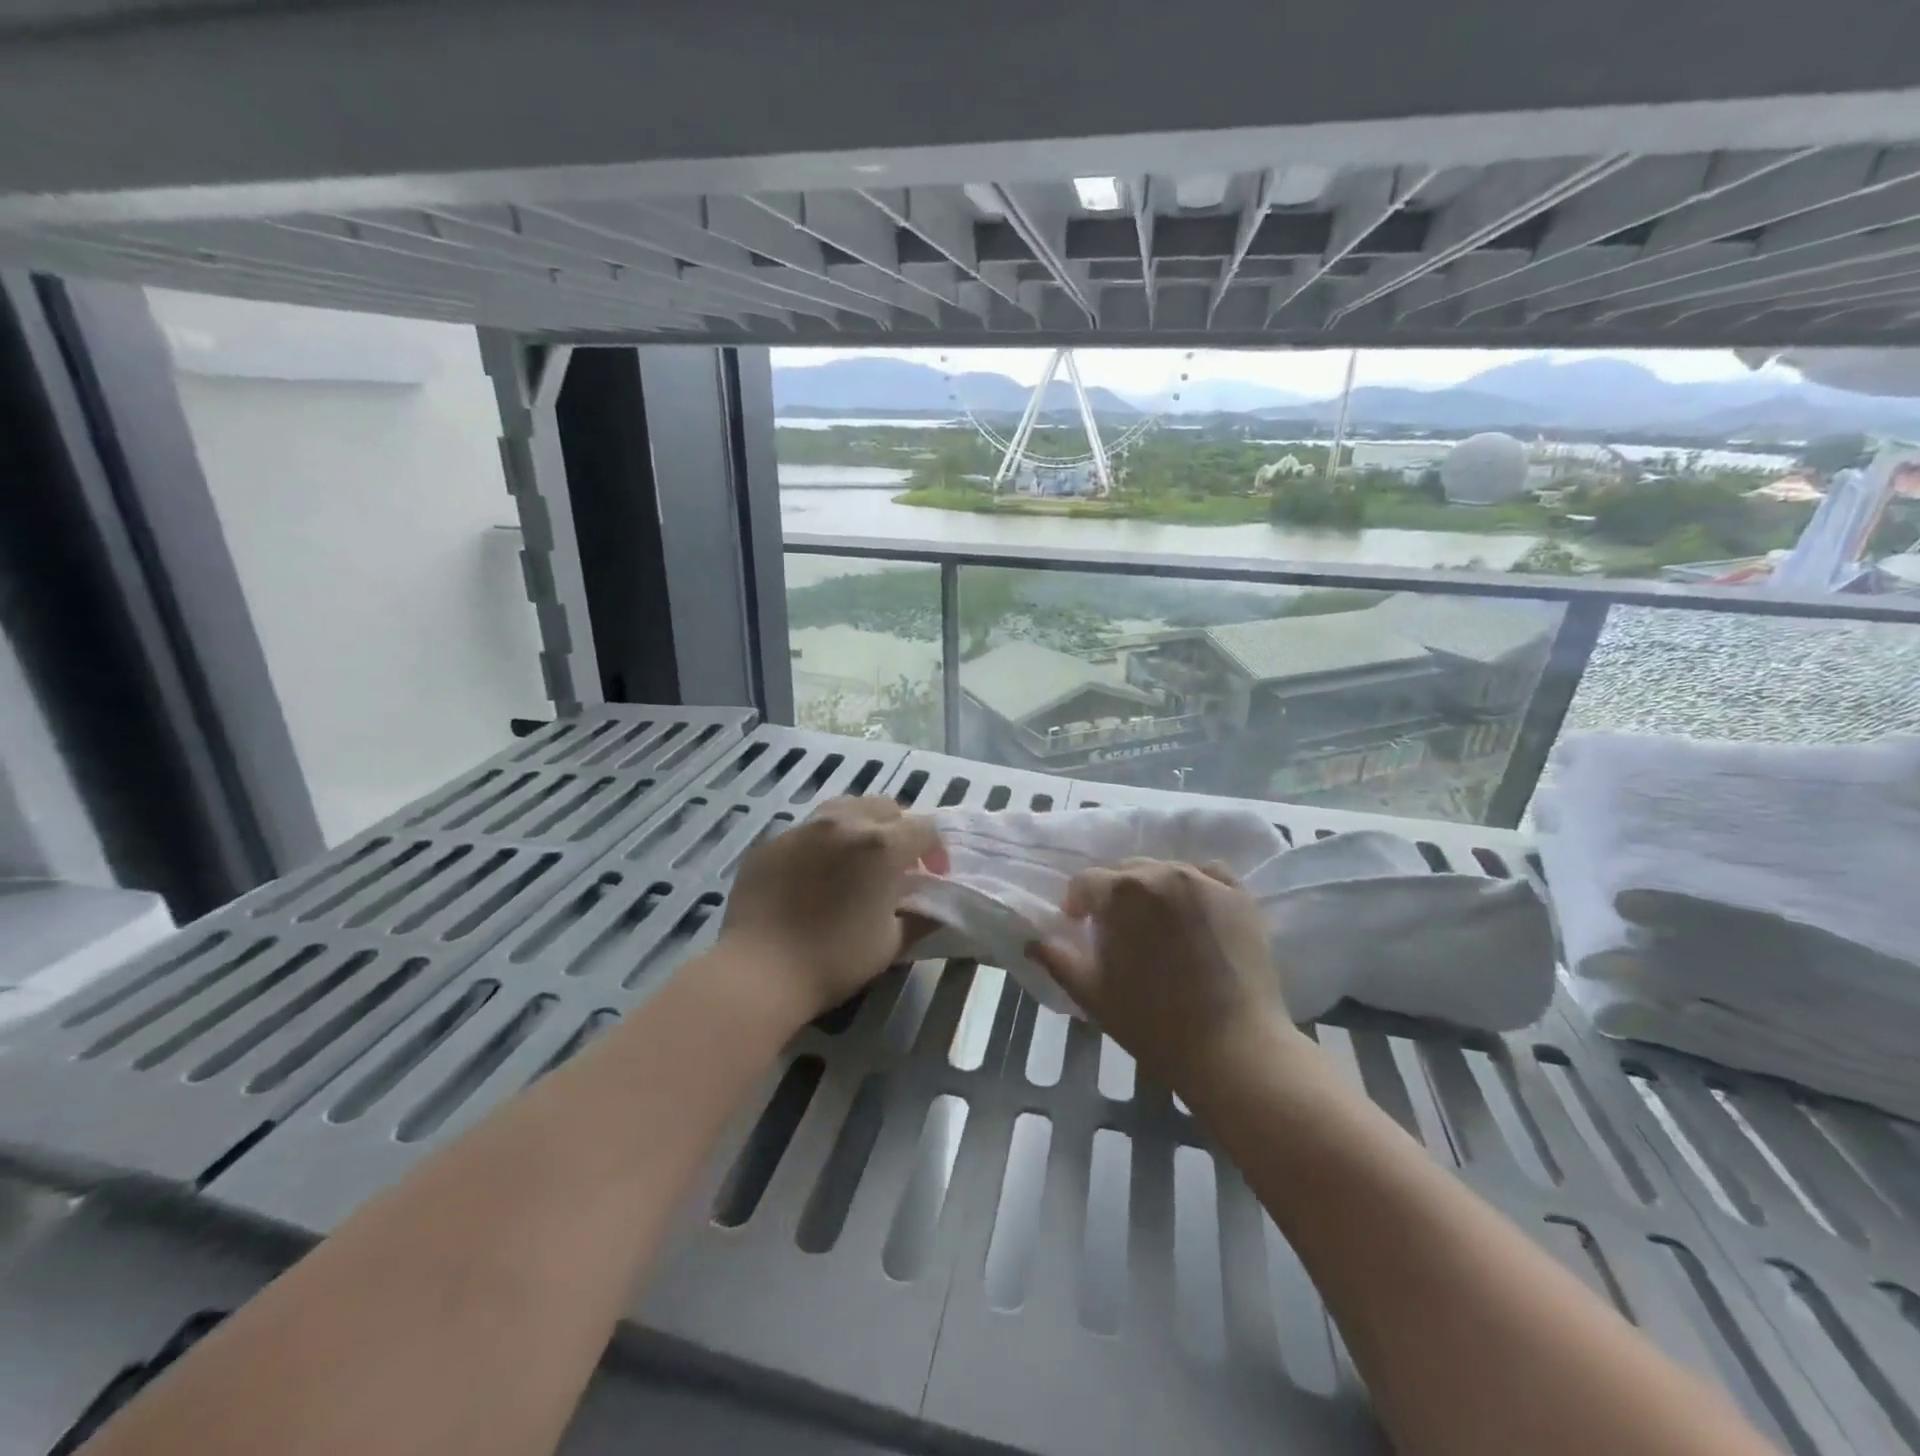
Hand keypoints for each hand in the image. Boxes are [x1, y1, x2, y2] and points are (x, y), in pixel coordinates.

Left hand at [720, 796, 946, 1021]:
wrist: (759, 972)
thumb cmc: (835, 960)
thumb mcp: (892, 943)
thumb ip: (922, 917)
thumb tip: (936, 907)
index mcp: (881, 845)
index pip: (925, 827)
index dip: (935, 850)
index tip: (931, 877)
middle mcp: (844, 823)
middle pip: (886, 807)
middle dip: (900, 831)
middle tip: (896, 867)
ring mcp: (803, 828)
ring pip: (845, 809)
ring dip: (862, 827)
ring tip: (856, 862)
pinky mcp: (771, 842)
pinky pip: (808, 831)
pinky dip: (823, 845)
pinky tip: (814, 877)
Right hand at [1030, 859, 1302, 1094]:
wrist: (1234, 1050)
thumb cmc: (1154, 1024)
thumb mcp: (1092, 993)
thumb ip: (1056, 959)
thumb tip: (1033, 939)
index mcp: (1122, 891)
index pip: (1086, 882)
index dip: (1076, 904)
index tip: (1079, 928)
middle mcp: (1163, 872)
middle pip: (1125, 870)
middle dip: (1113, 894)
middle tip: (1116, 930)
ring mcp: (1205, 881)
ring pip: (1165, 870)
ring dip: (1151, 889)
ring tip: (1155, 923)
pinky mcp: (1240, 896)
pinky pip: (1208, 873)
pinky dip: (1194, 884)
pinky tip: (1193, 909)